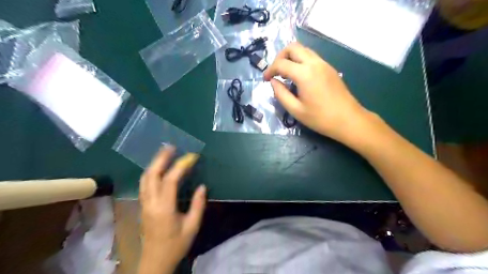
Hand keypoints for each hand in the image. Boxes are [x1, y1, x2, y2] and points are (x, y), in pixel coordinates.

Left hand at [139, 145, 205, 271]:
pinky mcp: (143, 206)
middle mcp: (150, 203)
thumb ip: (198, 205)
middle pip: (152, 175)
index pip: (170, 180)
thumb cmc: (175, 244)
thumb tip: (202, 186)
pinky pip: (145, 184)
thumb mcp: (192, 226)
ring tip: (165, 153)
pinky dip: (152, 172)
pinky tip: (159, 168)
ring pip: (145, 178)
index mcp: (164, 208)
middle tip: (171, 146)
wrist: (155, 261)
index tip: (192, 157)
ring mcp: (144, 204)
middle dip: (161, 158)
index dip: (181, 166)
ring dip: (154, 163)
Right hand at [263, 42, 369, 140]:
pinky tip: (298, 76)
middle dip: (280, 57)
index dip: (269, 70)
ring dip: (291, 57)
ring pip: (303, 50)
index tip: (265, 80)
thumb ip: (281, 94)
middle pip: (293, 47)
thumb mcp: (295, 110)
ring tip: (285, 73)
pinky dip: (300, 61)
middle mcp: (314, 63)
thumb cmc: (320, 118)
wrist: (348, 120)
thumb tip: (273, 82)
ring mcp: (324, 64)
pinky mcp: (329, 68)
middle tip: (275, 72)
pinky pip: (311, 57)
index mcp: (305, 74)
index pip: (281, 64)